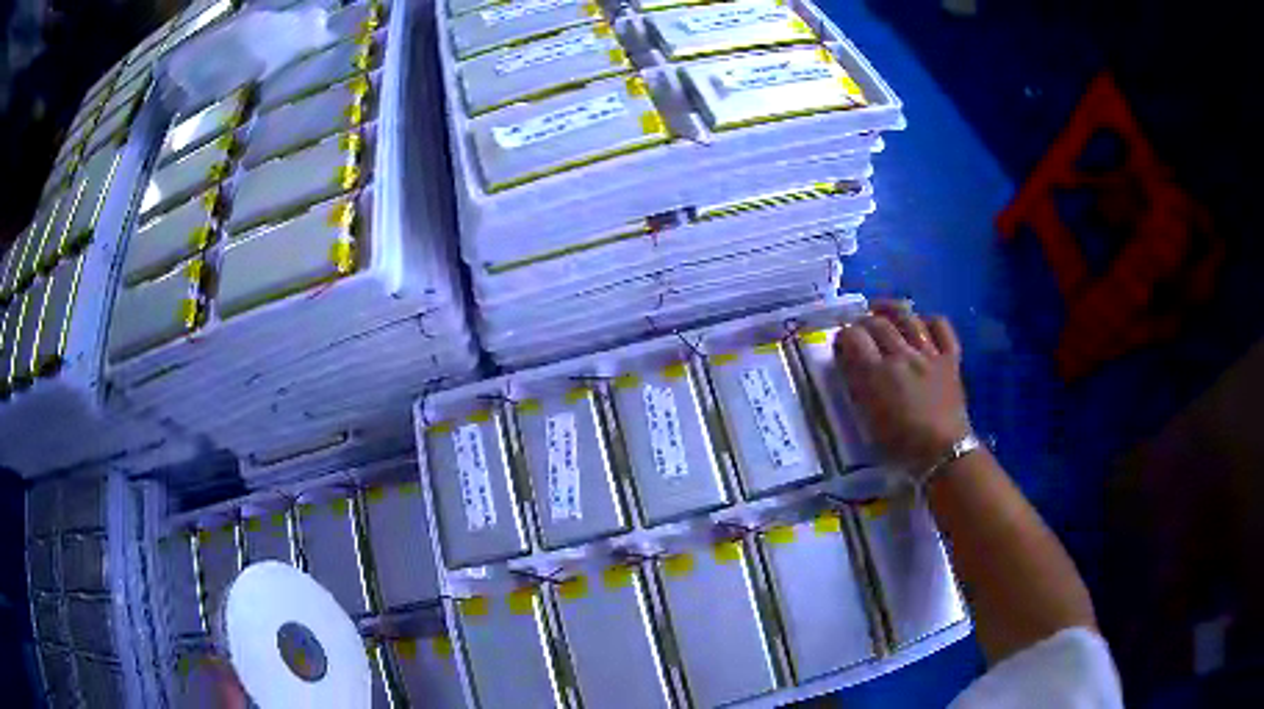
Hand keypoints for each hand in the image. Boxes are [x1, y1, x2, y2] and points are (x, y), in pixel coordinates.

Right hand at [834, 301, 971, 475]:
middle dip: (863, 321)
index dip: (843, 335)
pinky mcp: (951, 358)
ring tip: (881, 309)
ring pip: (909, 317)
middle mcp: (903, 355)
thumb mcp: (869, 419)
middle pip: (878, 323)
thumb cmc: (901, 444)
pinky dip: (930, 321)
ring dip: (891, 309)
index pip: (854, 338)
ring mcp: (929, 354)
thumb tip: (849, 361)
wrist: (943, 453)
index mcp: (879, 373)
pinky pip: (942, 327)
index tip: (840, 342)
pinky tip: (921, 323)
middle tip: (858, 328)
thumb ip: (858, 386)